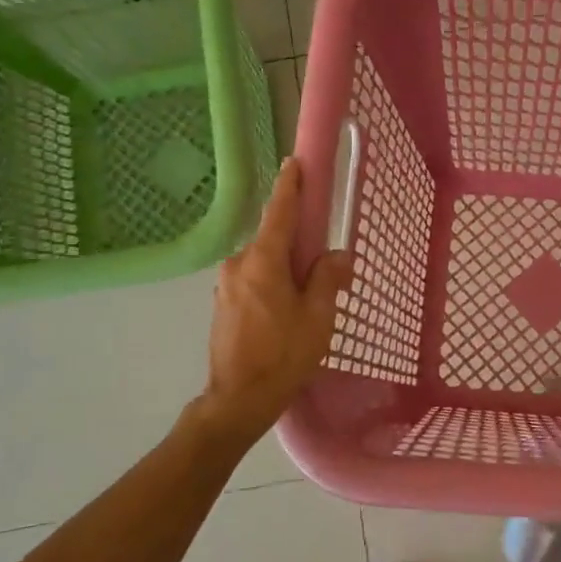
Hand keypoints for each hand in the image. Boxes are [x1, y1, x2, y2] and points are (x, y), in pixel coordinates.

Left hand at [200, 158, 353, 440]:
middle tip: (324, 263)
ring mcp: (226, 284)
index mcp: (263, 261)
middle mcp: (239, 264)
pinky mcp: (222, 303)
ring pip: (264, 262)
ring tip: (308, 298)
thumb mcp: (318, 316)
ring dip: (286, 268)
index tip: (294, 162)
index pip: (279, 212)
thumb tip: (338, 256)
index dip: (290, 186)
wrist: (239, 399)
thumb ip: (328, 278)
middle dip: (299, 243)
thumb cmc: (284, 355)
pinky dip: (273, 282)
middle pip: (274, 239)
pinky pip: (254, 279)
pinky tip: (287, 310)